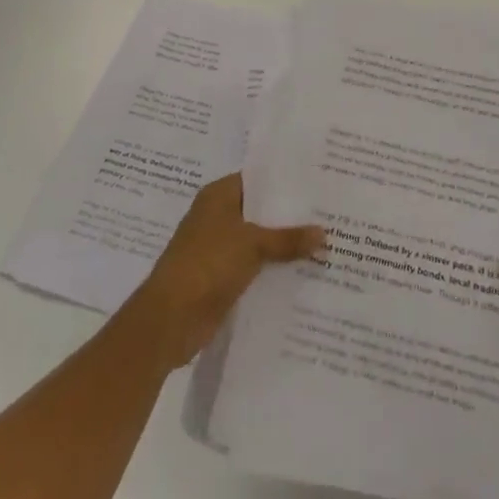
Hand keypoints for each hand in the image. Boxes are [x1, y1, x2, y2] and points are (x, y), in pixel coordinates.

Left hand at [124, 173, 324, 368]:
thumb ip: (288, 238)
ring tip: (325, 243)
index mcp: (218, 196)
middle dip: (290, 216)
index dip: (285, 181)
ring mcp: (219, 248)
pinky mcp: (222, 277)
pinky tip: (304, 272)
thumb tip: (324, 232)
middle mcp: (217, 216)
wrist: (170, 319)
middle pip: (260, 211)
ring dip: (284, 246)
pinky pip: (254, 267)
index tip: (317, 183)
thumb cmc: (207, 264)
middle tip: (329, 213)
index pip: (257, 179)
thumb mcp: (253, 245)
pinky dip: (274, 269)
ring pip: (259, 241)